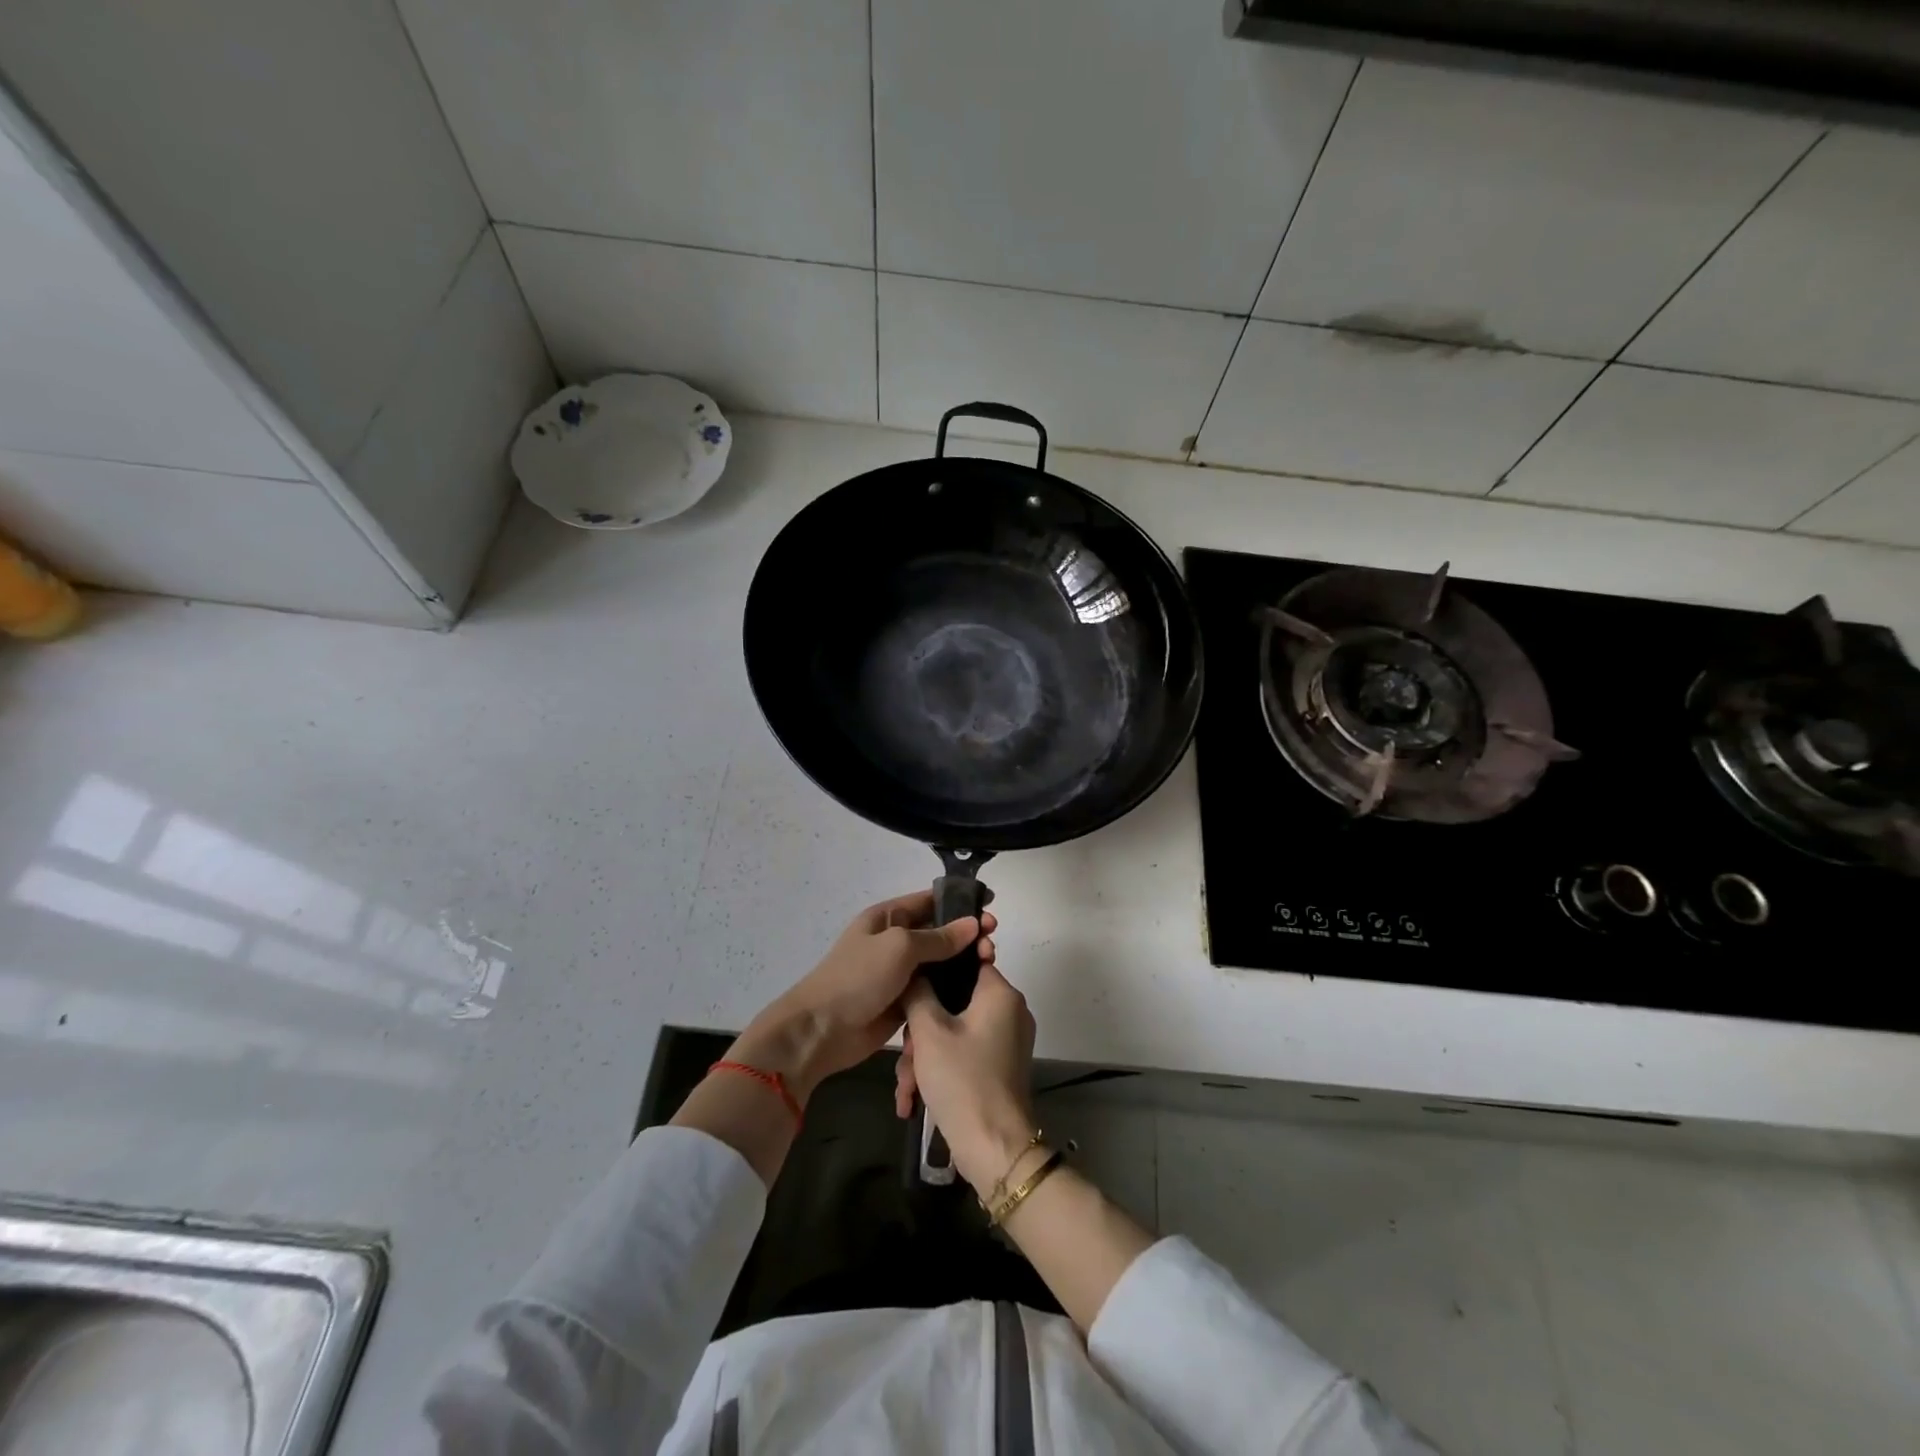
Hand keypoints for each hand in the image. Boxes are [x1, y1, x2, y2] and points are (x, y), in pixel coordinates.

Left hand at [731, 891, 997, 1102]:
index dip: (960, 901)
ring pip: (941, 962)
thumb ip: (938, 937)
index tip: (991, 904)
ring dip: (964, 962)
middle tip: (992, 943)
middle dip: (967, 934)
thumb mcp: (899, 947)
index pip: (930, 900)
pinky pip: (935, 989)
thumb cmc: (857, 978)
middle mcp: (896, 941)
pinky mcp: (906, 1001)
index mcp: (888, 918)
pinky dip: (954, 987)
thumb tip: (972, 924)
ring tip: (989, 963)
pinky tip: (976, 989)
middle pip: (940, 932)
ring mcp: (900, 973)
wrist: (822, 1030)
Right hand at [895, 962, 1037, 1196]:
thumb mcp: (929, 1032)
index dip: (933, 974)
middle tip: (905, 1056)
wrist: (995, 1149)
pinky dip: (940, 1070)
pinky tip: (914, 1099)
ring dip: (925, 1057)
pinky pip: (965, 1053)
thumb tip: (915, 972)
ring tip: (906, 1088)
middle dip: (921, 1031)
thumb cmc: (962, 1080)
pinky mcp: (1000, 1067)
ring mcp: (1007, 1040)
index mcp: (1000, 993)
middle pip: (955, 1002)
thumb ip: (918, 993)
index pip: (966, 962)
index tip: (909, 992)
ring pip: (955, 1032)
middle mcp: (1010, 1011)